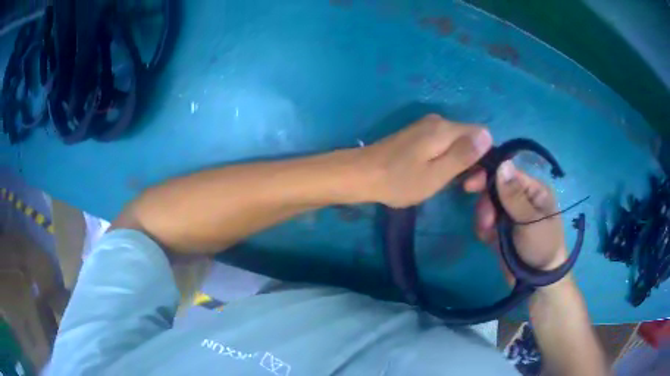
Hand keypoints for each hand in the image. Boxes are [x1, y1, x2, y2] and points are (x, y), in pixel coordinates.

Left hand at [360, 114, 491, 206]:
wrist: (361, 175)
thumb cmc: (399, 180)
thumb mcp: (436, 174)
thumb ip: (463, 155)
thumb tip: (488, 135)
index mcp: (445, 129)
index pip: (482, 134)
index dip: (484, 158)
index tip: (472, 181)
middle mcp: (438, 121)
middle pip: (470, 137)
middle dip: (472, 162)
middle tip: (462, 188)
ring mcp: (426, 127)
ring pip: (456, 142)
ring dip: (458, 163)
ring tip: (445, 183)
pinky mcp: (417, 135)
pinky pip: (443, 144)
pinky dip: (445, 159)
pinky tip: (434, 174)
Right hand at [467, 161, 567, 270]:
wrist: (538, 282)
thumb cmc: (541, 246)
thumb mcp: (530, 221)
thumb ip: (515, 196)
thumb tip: (503, 164)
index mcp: (533, 190)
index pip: (508, 173)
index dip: (488, 175)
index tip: (470, 185)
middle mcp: (521, 198)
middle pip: (494, 188)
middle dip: (486, 204)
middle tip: (486, 221)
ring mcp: (510, 215)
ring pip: (487, 205)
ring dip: (484, 218)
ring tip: (488, 233)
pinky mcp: (501, 230)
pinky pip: (485, 222)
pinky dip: (483, 229)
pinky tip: (488, 240)